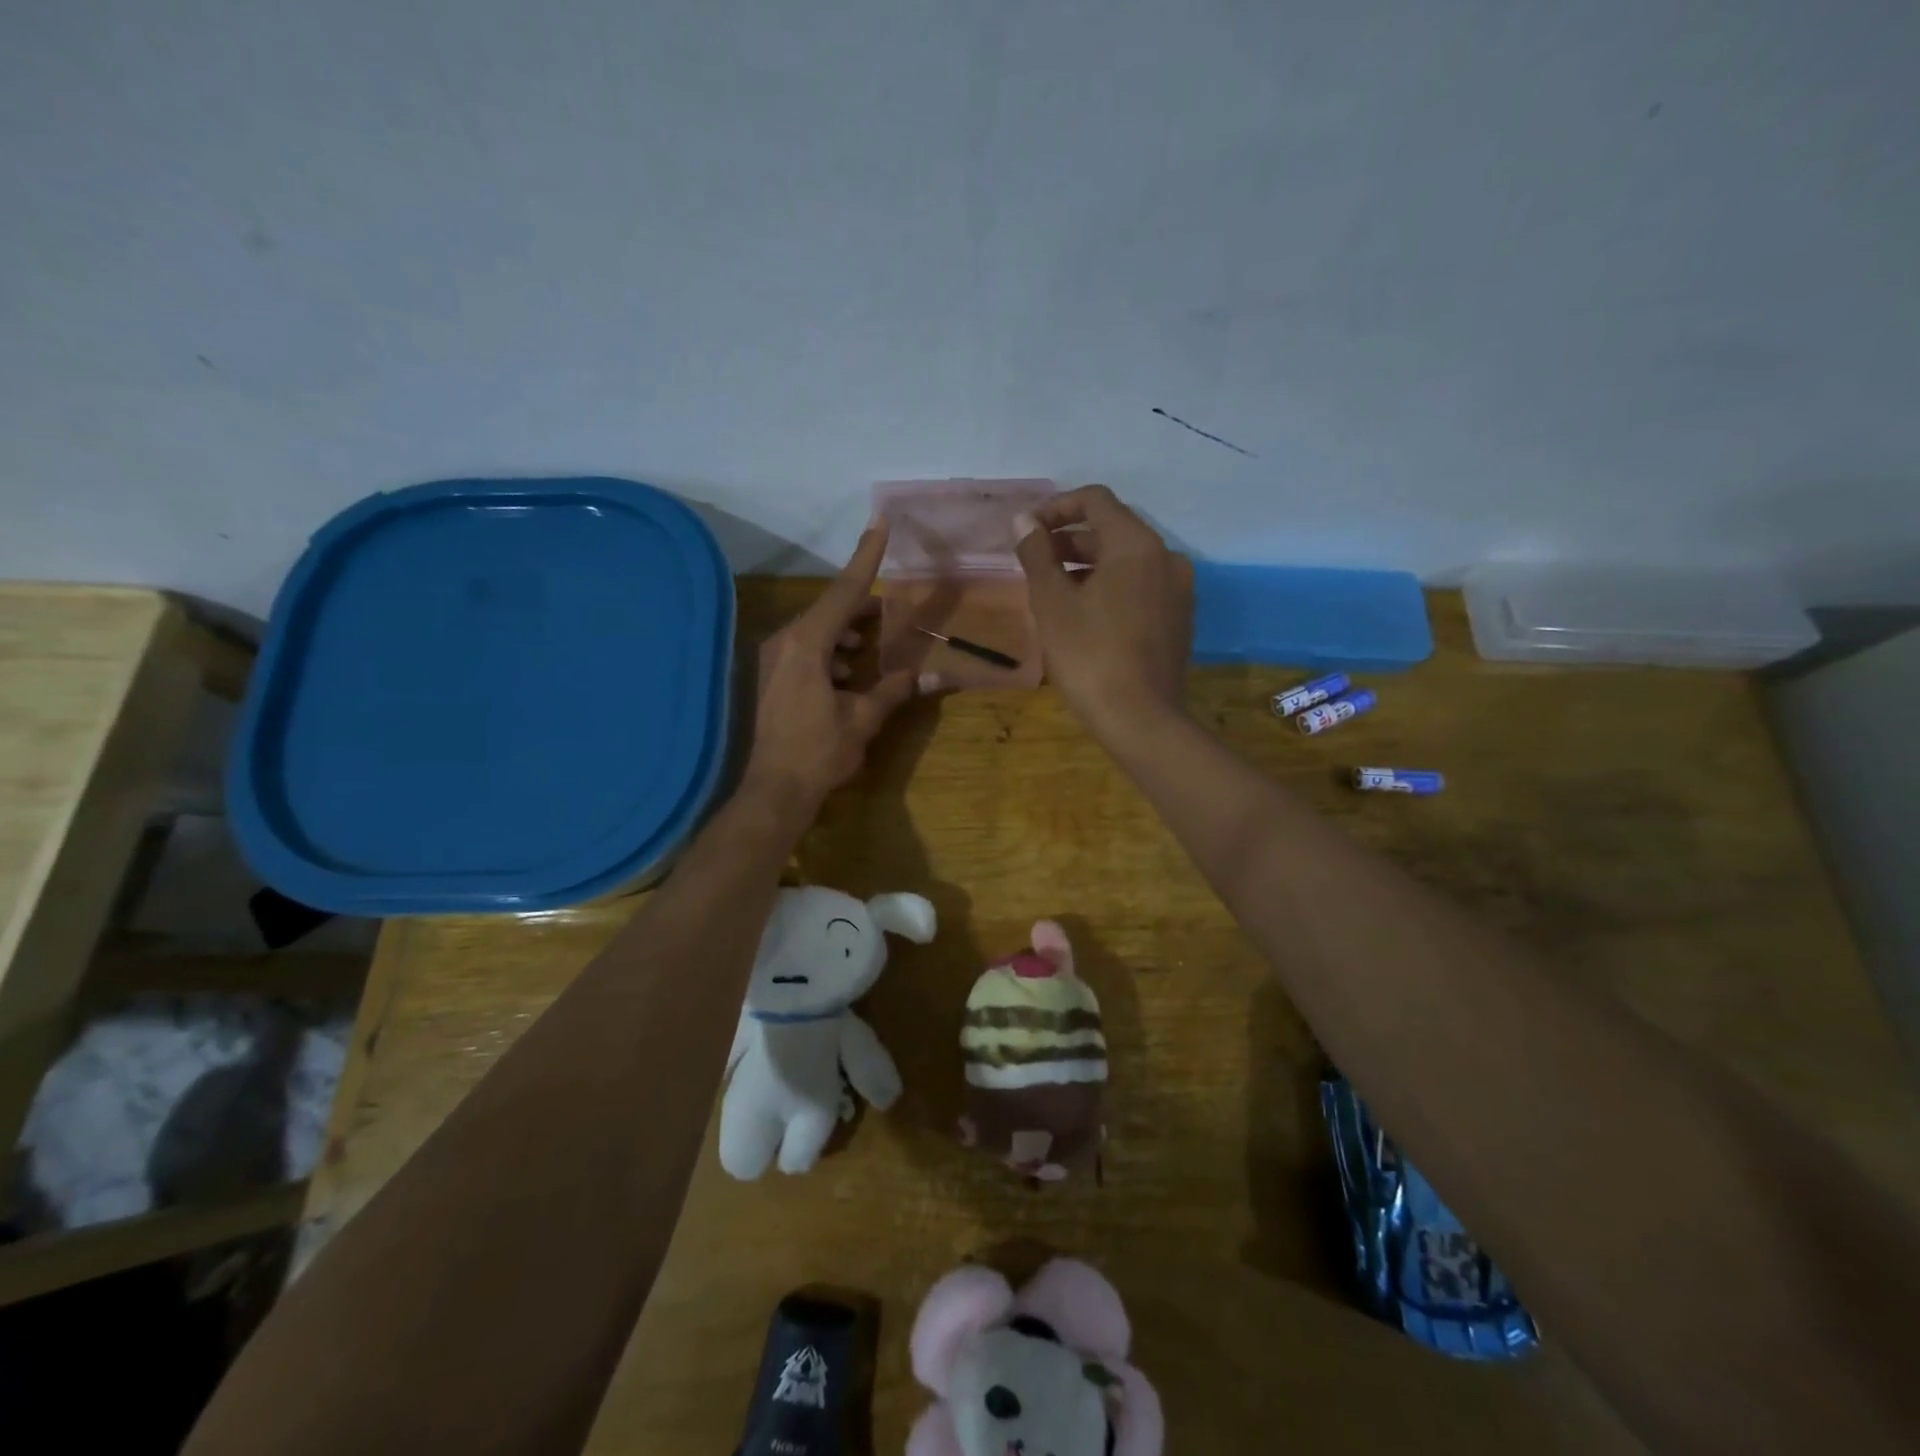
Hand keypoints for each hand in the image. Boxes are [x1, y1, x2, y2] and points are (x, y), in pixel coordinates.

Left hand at [741, 520, 922, 818]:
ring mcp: (772, 660)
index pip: (844, 592)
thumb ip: (896, 690)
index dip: (865, 558)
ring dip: (845, 632)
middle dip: (861, 606)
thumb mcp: (863, 719)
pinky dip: (830, 652)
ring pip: (816, 630)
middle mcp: (784, 642)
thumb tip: (936, 675)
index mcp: (807, 644)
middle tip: (890, 609)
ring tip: (871, 646)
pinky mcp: (769, 677)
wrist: (772, 792)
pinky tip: (847, 674)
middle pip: (829, 609)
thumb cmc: (819, 752)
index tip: (880, 524)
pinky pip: (804, 649)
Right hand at [1015, 485, 1191, 732]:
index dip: (1056, 507)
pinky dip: (1111, 586)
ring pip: (1127, 560)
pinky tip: (1085, 614)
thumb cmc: (1089, 656)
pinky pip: (1140, 585)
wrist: (1140, 719)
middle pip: (1112, 529)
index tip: (1027, 530)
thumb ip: (1037, 554)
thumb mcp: (1052, 603)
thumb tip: (1024, 521)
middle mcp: (1165, 556)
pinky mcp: (1179, 617)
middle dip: (1069, 539)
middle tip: (1034, 562)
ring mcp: (1178, 589)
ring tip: (1053, 590)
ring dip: (1088, 564)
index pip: (1095, 500)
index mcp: (1136, 545)